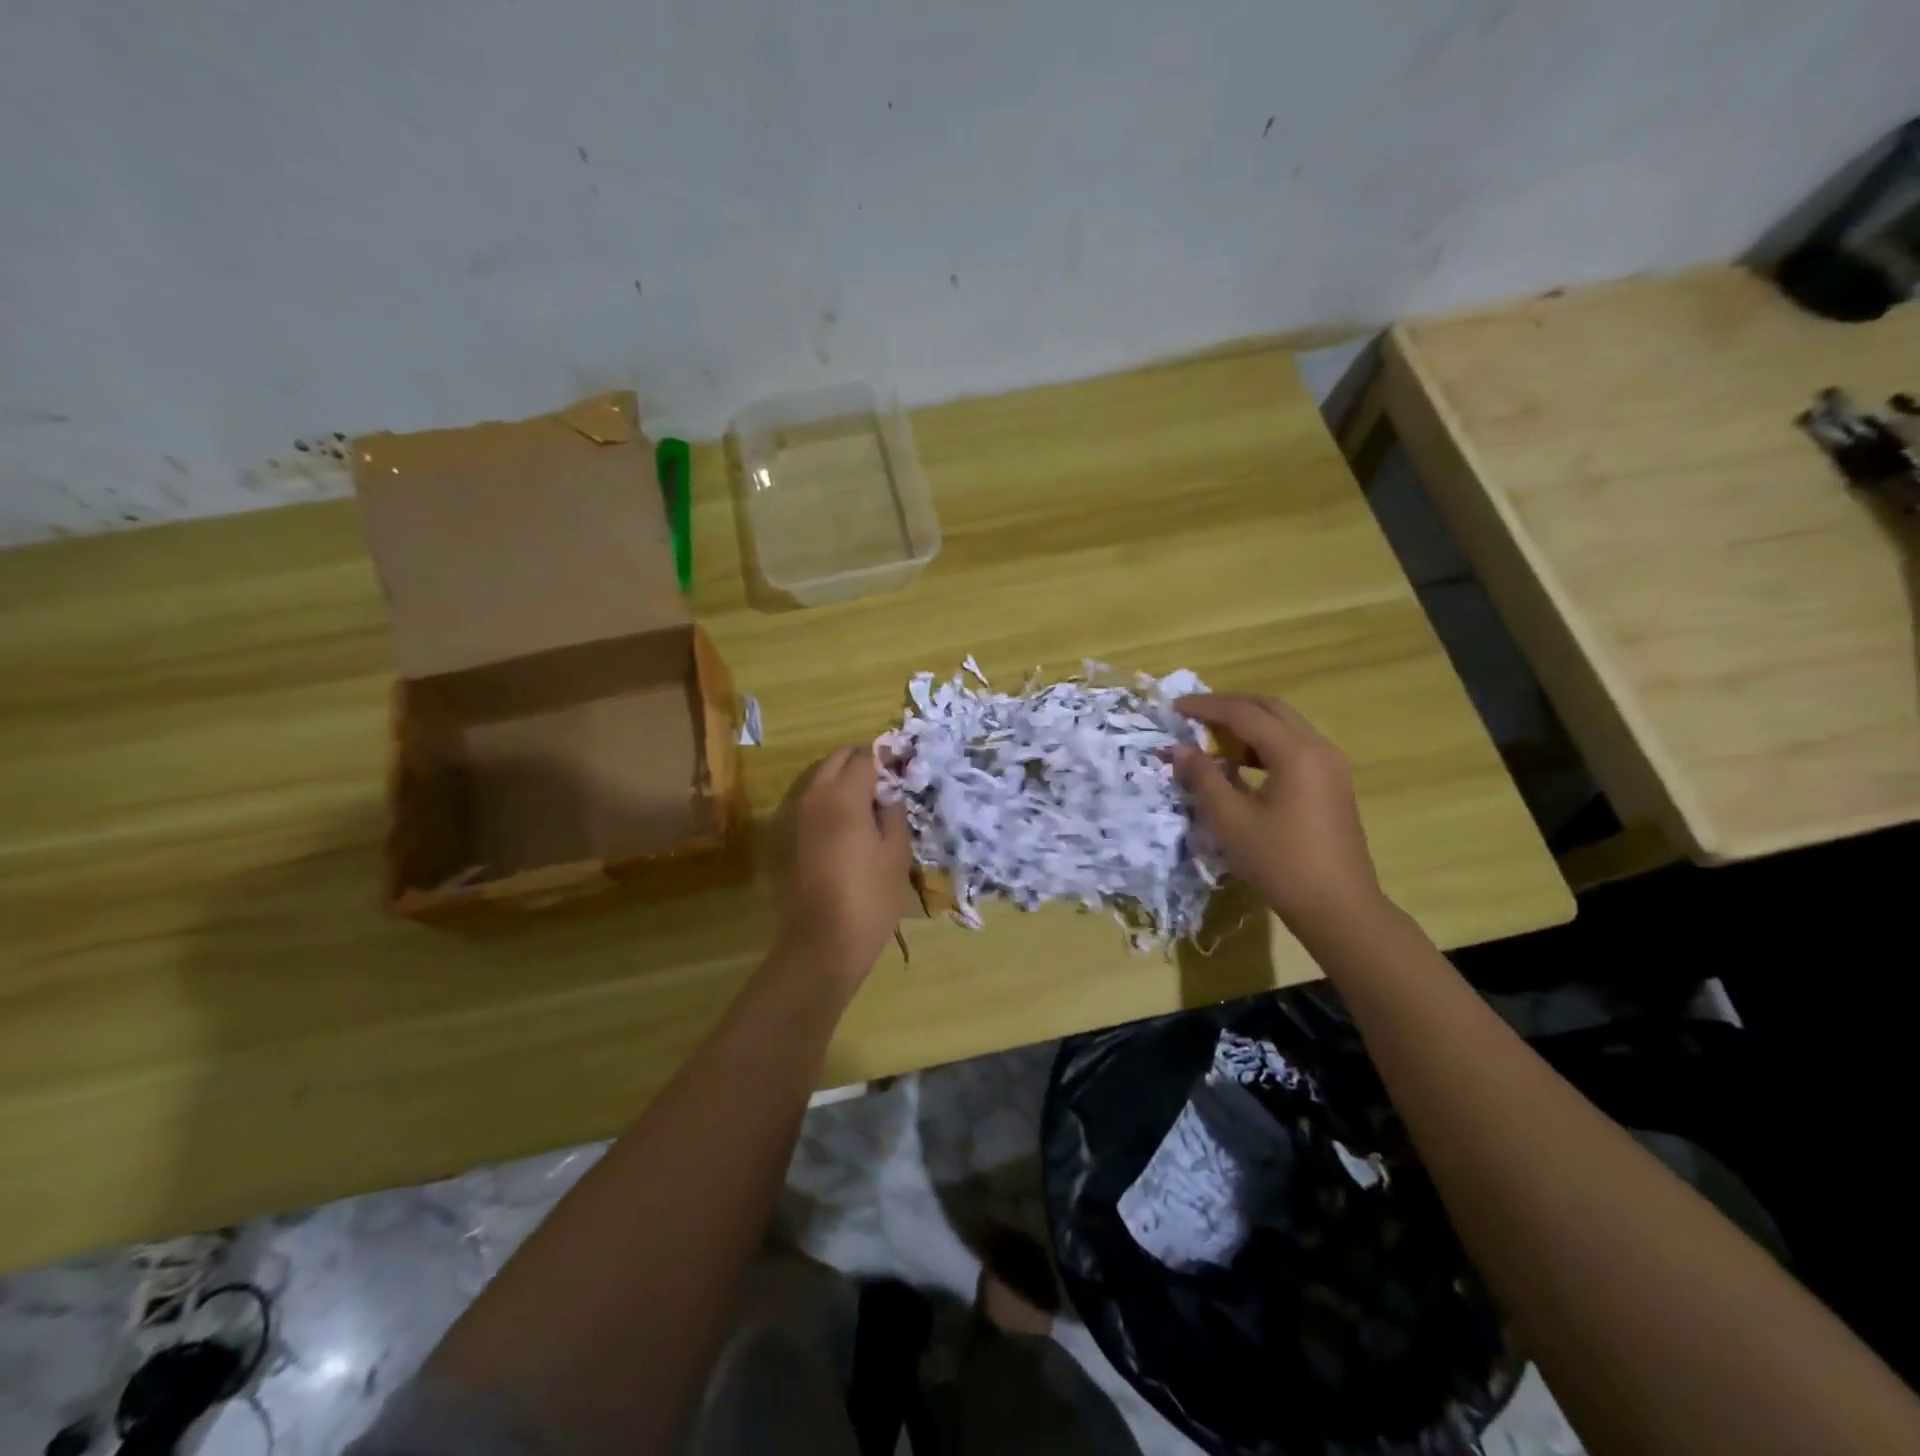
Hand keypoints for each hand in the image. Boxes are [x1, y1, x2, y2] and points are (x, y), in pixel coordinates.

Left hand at [775, 747, 911, 984]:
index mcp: (844, 795)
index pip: (865, 755)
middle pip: (837, 759)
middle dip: (861, 760)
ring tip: (871, 800)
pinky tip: (851, 821)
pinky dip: (831, 797)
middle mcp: (815, 796)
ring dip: (844, 777)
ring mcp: (797, 815)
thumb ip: (893, 812)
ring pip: (821, 776)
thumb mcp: (896, 852)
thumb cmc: (870, 896)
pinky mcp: (791, 835)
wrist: (822, 941)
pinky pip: (812, 799)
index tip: (904, 765)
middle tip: (888, 780)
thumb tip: (887, 792)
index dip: (886, 755)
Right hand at [1172, 694, 1384, 938]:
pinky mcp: (1332, 784)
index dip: (1206, 707)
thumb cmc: (1280, 863)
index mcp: (1296, 752)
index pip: (1244, 713)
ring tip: (1211, 740)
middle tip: (1193, 715)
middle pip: (1269, 709)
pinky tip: (1239, 768)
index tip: (1174, 708)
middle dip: (1229, 707)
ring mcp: (1330, 766)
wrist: (1338, 908)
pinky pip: (1294, 748)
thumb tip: (1180, 750)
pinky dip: (1263, 746)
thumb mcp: (1231, 820)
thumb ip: (1203, 778)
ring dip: (1247, 726)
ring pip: (1284, 727)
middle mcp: (1318, 748)